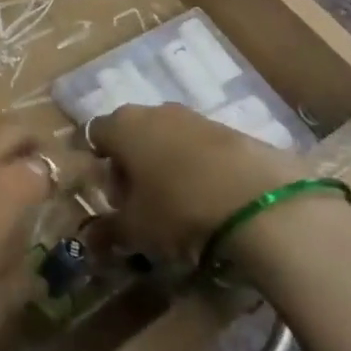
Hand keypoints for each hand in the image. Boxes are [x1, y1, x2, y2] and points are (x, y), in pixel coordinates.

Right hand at [91, 104, 350, 293]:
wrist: (261, 202)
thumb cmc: (180, 209)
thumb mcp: (137, 231)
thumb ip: (108, 232)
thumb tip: (89, 240)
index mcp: (122, 125)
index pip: (94, 135)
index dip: (99, 166)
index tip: (112, 198)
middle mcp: (153, 111)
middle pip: (131, 135)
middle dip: (132, 167)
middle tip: (142, 206)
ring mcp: (194, 116)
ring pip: (166, 139)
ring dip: (166, 167)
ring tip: (179, 207)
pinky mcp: (230, 129)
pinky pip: (200, 147)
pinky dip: (197, 168)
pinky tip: (210, 200)